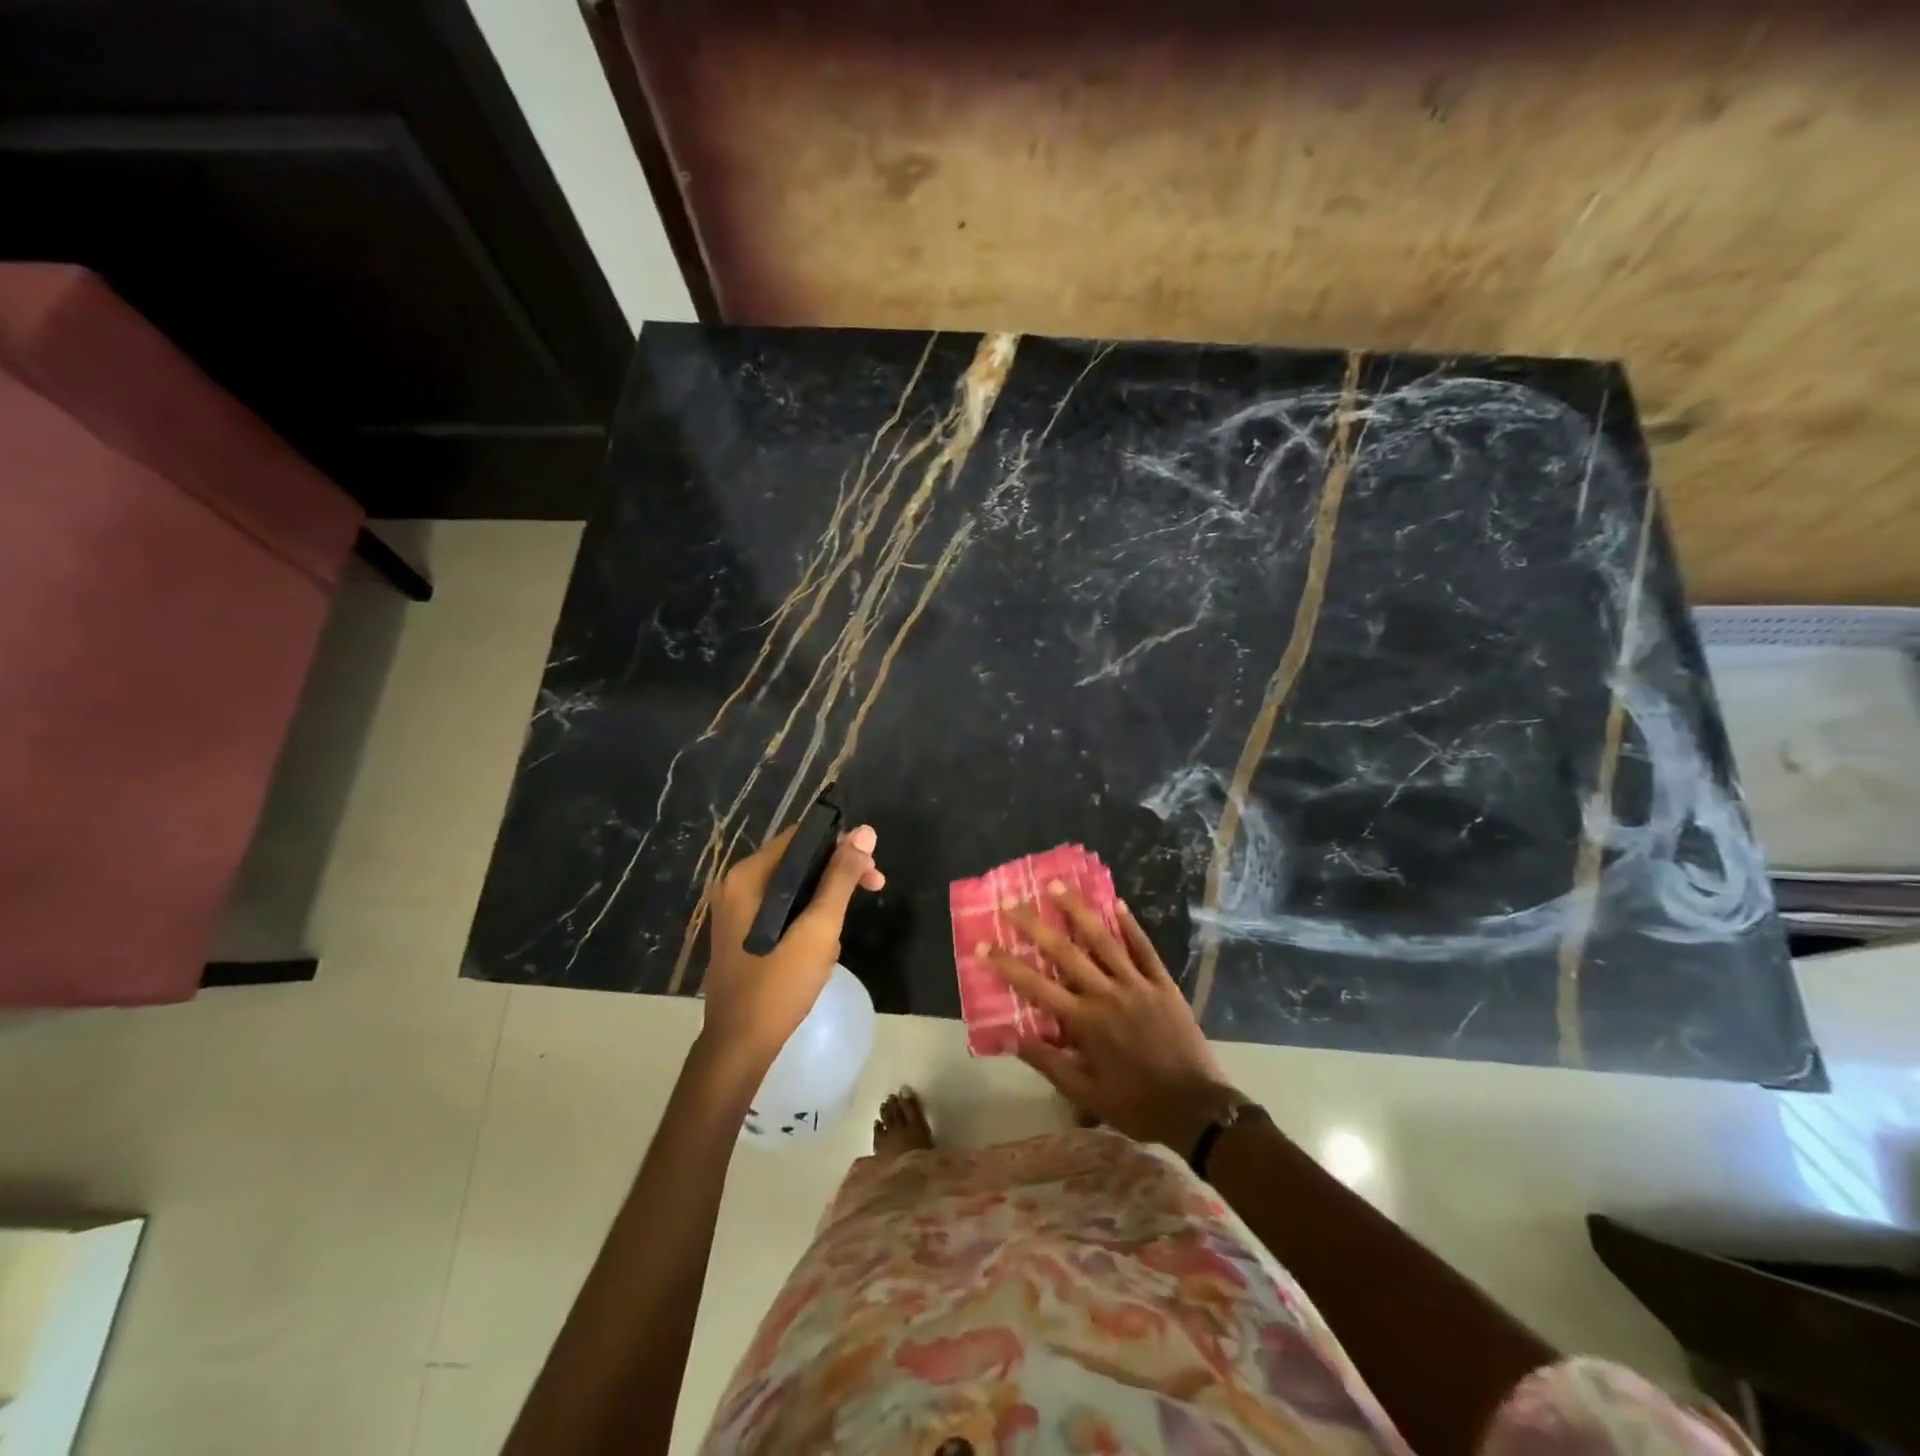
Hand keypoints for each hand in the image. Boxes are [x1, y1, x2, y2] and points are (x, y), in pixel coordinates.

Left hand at [701, 823, 884, 1070]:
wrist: (740, 1046)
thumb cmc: (779, 984)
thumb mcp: (819, 929)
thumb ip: (840, 878)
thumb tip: (865, 832)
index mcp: (747, 877)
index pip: (800, 837)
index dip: (841, 844)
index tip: (872, 866)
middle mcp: (736, 885)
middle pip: (797, 861)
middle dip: (837, 875)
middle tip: (874, 888)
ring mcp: (736, 911)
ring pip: (793, 888)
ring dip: (824, 902)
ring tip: (838, 936)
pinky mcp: (741, 933)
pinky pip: (781, 909)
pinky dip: (806, 918)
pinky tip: (820, 947)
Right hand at [987, 891, 1237, 1150]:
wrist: (1197, 1109)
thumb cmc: (1136, 1104)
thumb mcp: (1086, 1093)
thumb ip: (1047, 1062)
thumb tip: (1008, 1037)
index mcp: (1085, 1022)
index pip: (1036, 986)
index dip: (1007, 965)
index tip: (982, 946)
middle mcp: (1106, 994)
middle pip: (1064, 951)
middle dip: (1034, 925)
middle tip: (1011, 901)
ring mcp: (1137, 984)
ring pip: (1103, 939)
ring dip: (1077, 910)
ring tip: (1057, 885)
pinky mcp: (1163, 984)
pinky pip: (1144, 948)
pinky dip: (1130, 925)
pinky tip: (1117, 904)